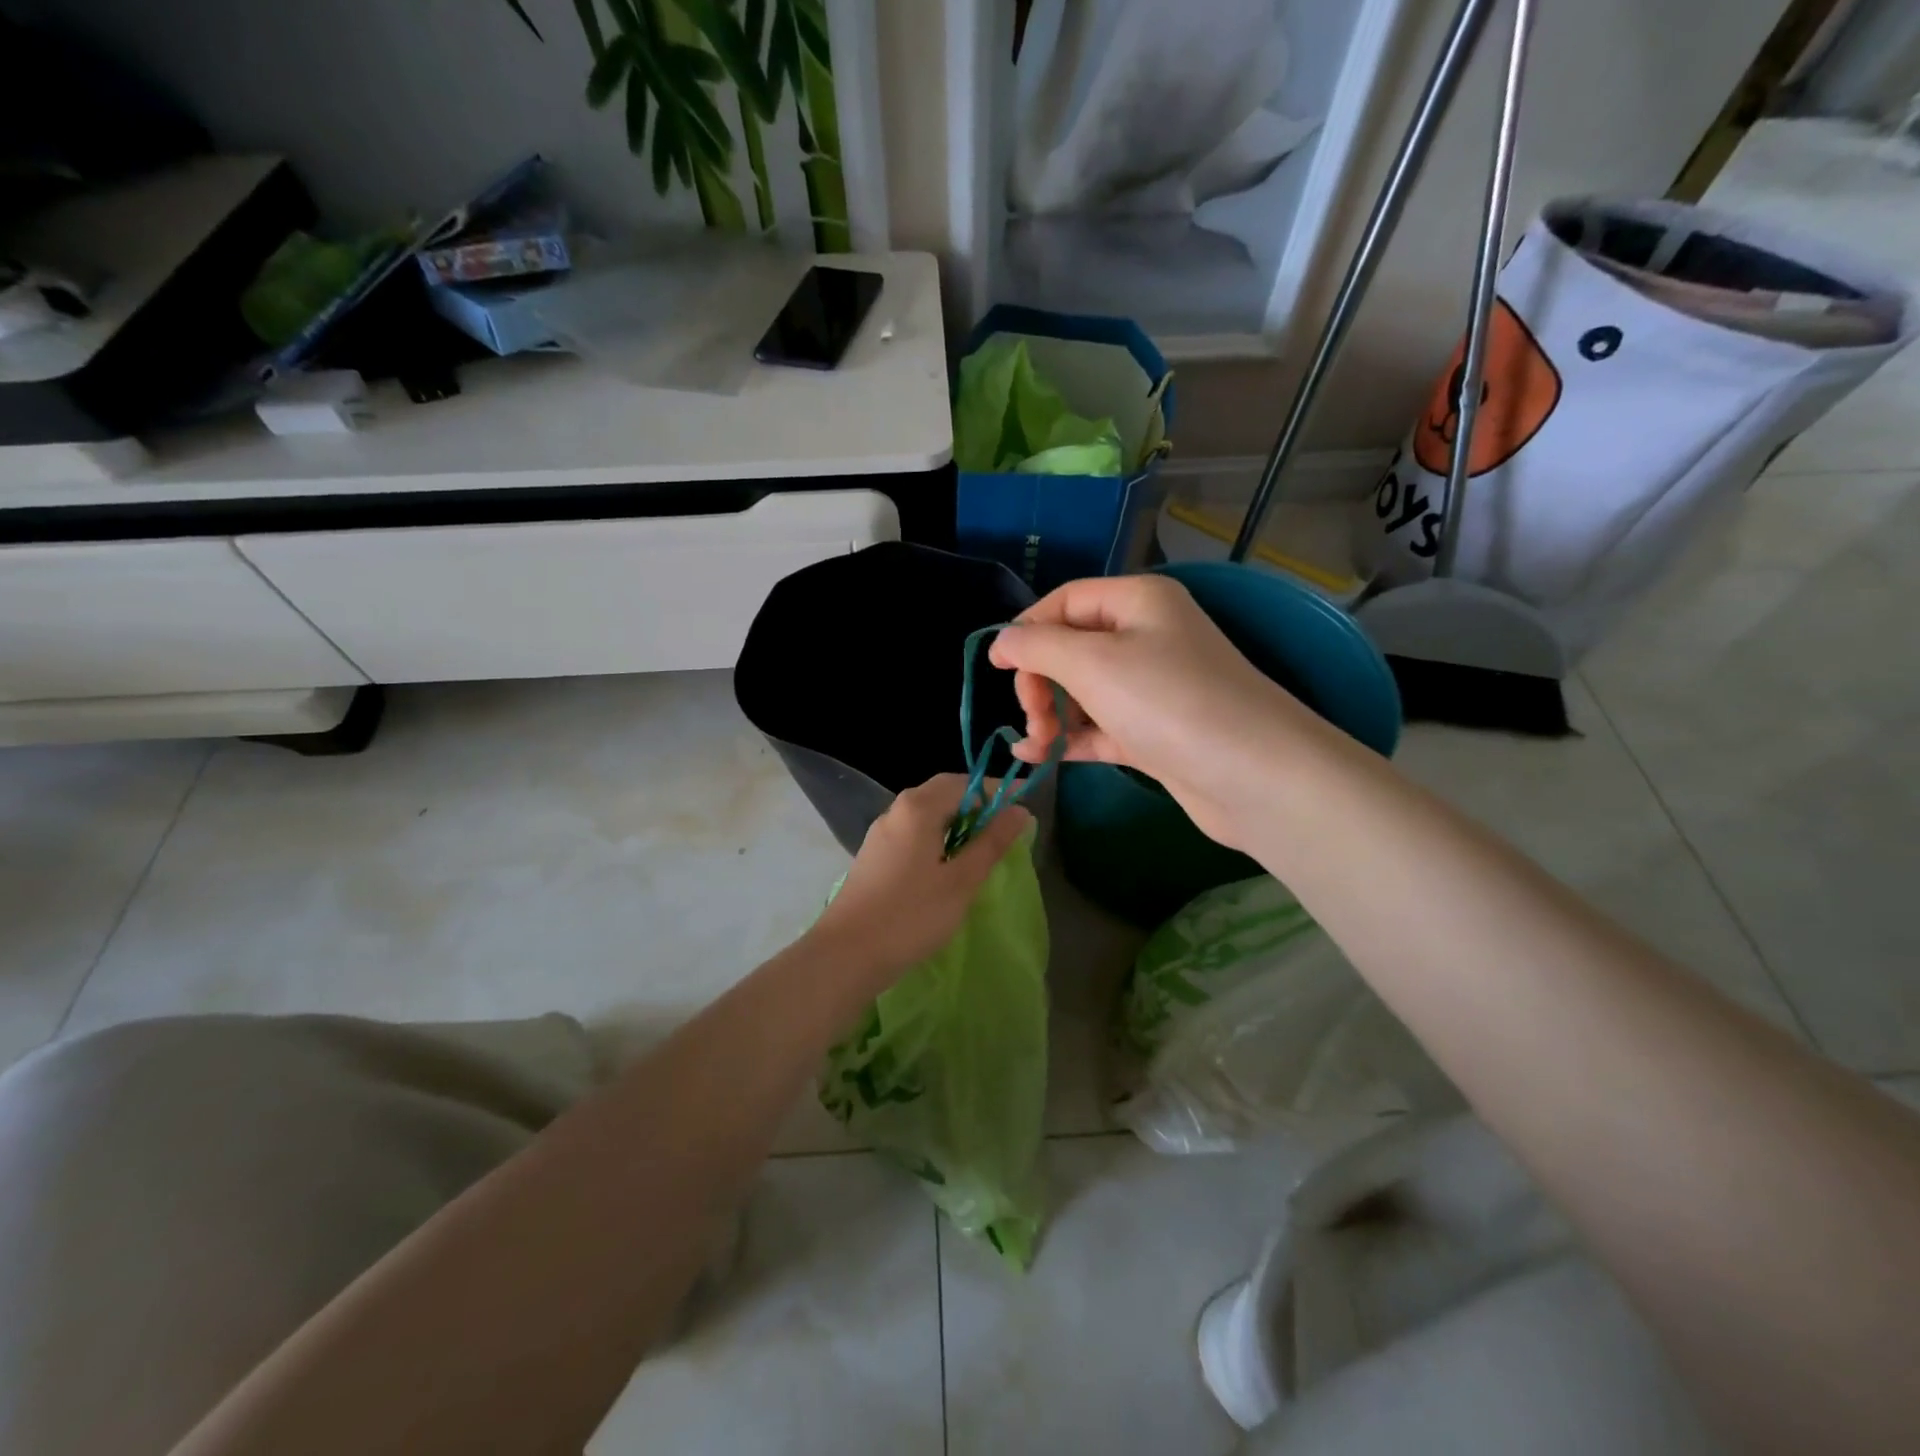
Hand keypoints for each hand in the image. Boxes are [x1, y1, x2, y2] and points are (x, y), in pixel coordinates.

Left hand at [807, 775, 1031, 980]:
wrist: (847, 953)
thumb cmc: (911, 915)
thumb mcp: (961, 880)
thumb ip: (992, 843)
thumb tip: (1020, 810)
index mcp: (918, 807)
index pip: (965, 782)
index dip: (997, 790)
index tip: (1026, 799)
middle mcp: (897, 810)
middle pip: (943, 792)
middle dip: (977, 803)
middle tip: (1007, 824)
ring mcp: (881, 832)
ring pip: (927, 813)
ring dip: (958, 821)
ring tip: (984, 845)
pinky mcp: (875, 855)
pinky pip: (914, 831)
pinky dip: (938, 836)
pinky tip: (949, 863)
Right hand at [988, 575, 1323, 849]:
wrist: (1254, 777)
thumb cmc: (1169, 702)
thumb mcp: (1093, 662)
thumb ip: (1037, 646)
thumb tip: (1000, 641)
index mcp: (1137, 602)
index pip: (1065, 601)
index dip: (1027, 630)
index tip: (995, 667)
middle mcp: (1146, 637)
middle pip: (1070, 648)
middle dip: (1041, 681)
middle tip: (1033, 716)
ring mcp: (1151, 689)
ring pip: (1082, 691)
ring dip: (1051, 715)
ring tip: (1038, 745)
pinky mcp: (1153, 734)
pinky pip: (1098, 727)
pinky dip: (1069, 739)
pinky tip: (1036, 758)